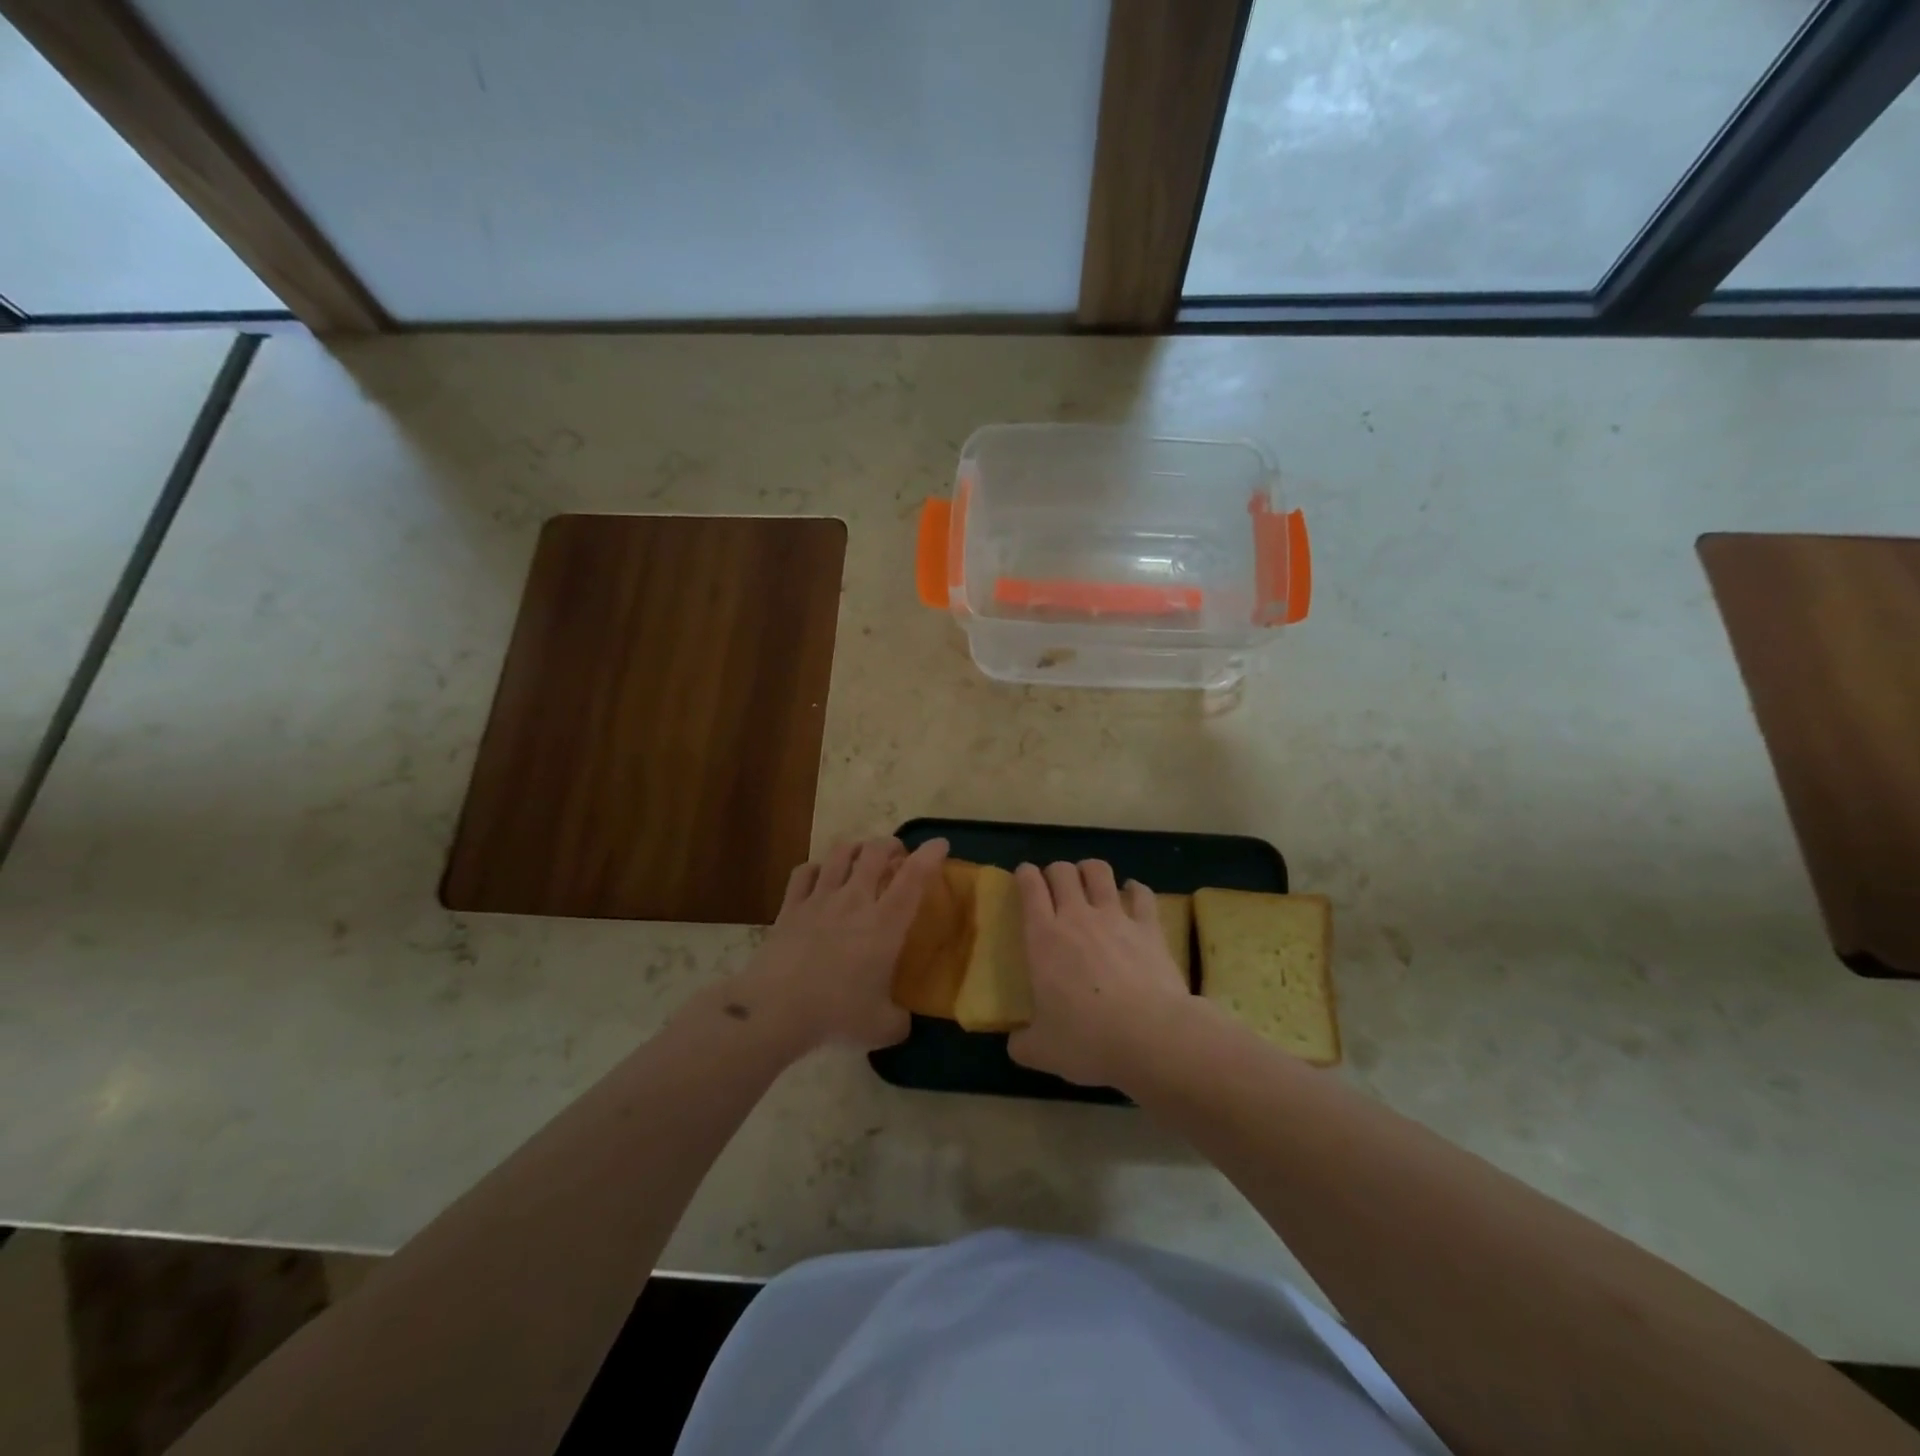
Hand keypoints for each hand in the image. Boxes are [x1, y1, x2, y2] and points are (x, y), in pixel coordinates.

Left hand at [730, 836, 948, 1052]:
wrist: (775, 1009)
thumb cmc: (836, 1014)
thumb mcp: (882, 1027)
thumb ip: (900, 1020)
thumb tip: (903, 1021)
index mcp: (885, 924)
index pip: (914, 877)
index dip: (930, 855)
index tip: (940, 844)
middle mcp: (854, 901)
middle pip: (875, 852)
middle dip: (891, 845)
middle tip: (898, 855)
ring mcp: (819, 899)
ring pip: (840, 853)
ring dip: (856, 848)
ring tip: (862, 856)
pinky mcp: (790, 907)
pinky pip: (805, 872)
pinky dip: (817, 867)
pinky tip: (821, 875)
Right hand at [1008, 860, 1190, 1086]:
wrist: (1151, 1037)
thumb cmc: (1087, 1040)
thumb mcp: (1042, 1051)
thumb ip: (1023, 1043)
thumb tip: (1015, 1043)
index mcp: (1043, 938)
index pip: (1030, 887)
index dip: (1025, 875)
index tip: (1025, 876)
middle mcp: (1076, 917)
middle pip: (1063, 871)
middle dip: (1056, 871)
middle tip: (1056, 886)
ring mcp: (1115, 918)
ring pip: (1099, 871)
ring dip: (1090, 870)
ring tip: (1090, 880)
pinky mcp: (1149, 927)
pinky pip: (1141, 894)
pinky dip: (1134, 889)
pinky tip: (1133, 893)